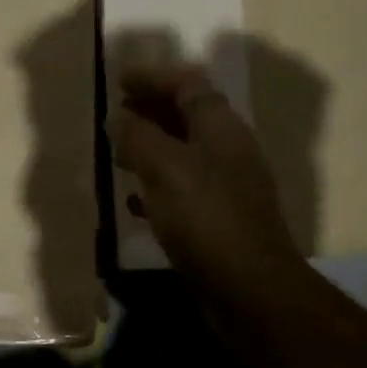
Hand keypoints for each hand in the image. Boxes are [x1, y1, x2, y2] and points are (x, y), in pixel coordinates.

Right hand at [110, 65, 303, 301]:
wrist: (250, 289)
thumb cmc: (206, 218)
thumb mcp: (164, 168)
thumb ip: (138, 136)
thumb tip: (119, 118)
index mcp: (221, 127)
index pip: (188, 85)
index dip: (154, 78)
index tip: (119, 80)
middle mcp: (229, 150)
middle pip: (187, 117)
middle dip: (150, 111)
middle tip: (115, 115)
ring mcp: (228, 187)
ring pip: (184, 154)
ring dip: (152, 149)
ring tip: (118, 155)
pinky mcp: (220, 220)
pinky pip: (184, 191)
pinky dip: (158, 187)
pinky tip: (136, 202)